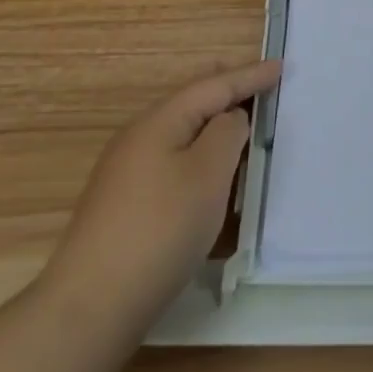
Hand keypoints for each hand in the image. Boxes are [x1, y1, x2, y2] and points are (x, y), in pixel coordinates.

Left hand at [39, 60, 281, 332]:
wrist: (91, 305)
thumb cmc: (161, 228)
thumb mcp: (209, 173)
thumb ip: (227, 132)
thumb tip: (228, 119)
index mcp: (160, 121)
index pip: (213, 86)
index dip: (249, 76)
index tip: (281, 66)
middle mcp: (138, 137)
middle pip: (190, 101)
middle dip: (223, 88)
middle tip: (253, 77)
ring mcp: (125, 171)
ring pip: (178, 130)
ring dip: (209, 120)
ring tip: (234, 115)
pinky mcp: (122, 203)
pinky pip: (169, 156)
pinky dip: (195, 148)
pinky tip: (203, 165)